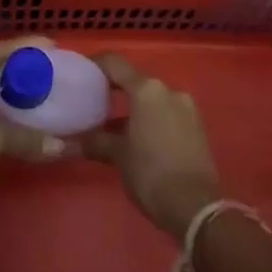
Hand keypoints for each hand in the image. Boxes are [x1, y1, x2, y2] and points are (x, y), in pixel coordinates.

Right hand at [83, 54, 222, 238]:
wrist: (196, 207)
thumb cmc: (151, 173)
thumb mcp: (119, 156)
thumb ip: (97, 142)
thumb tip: (74, 141)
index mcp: (147, 90)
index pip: (116, 64)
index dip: (97, 64)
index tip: (82, 71)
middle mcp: (168, 90)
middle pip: (136, 81)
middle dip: (115, 89)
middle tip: (94, 101)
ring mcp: (186, 107)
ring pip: (153, 99)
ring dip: (134, 108)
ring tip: (114, 125)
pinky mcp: (197, 126)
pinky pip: (167, 113)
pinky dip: (151, 119)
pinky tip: (138, 138)